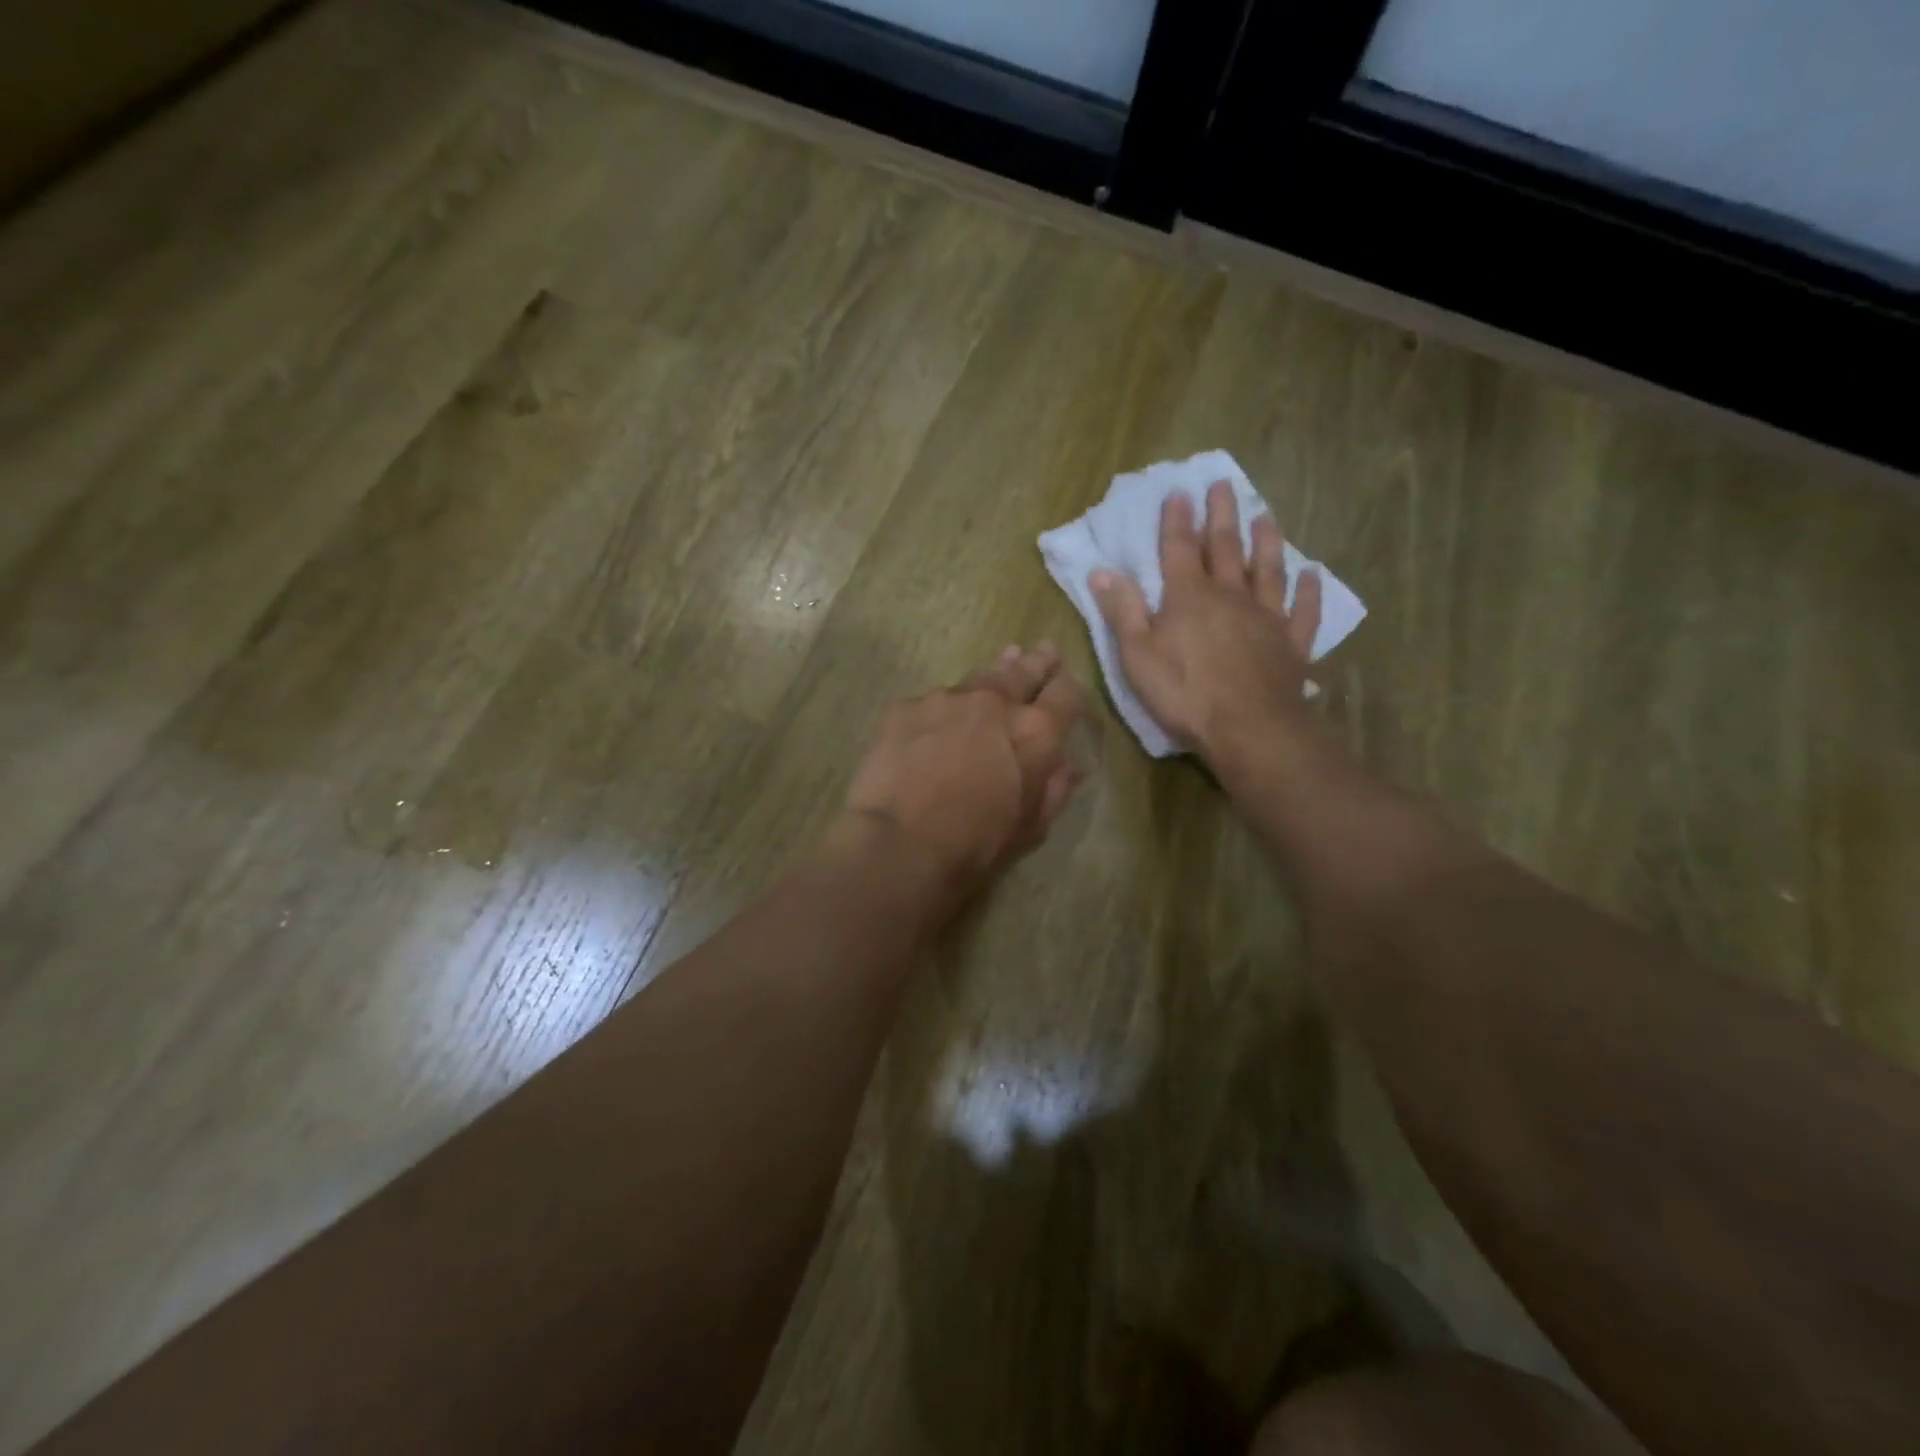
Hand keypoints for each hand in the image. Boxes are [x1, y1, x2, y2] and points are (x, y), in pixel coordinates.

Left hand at [840, 643, 1088, 906]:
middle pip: (1022, 671)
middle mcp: (995, 702)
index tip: (1067, 683)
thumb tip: (1070, 765)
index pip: (1065, 693)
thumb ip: (1055, 788)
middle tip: (1044, 650)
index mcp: (1036, 732)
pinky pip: (934, 701)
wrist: (901, 843)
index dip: (1070, 687)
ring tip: (1004, 660)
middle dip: (1037, 662)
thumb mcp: (1032, 826)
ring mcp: (947, 699)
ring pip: (978, 678)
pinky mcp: (907, 707)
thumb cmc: (977, 845)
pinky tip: (940, 715)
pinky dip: (945, 707)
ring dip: (994, 672)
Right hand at [1088, 480, 1321, 762]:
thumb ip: (1122, 611)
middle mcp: (1230, 597)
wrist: (1248, 728)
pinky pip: (1303, 611)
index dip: (1177, 520)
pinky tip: (1312, 575)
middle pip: (1225, 548)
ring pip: (1267, 570)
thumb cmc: (1184, 693)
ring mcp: (1266, 618)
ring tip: (1265, 516)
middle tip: (1224, 484)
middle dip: (1221, 515)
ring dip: (1265, 542)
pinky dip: (1309, 591)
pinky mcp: (1291, 644)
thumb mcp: (1137, 655)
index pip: (1179, 549)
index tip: (1179, 491)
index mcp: (1188, 598)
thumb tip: (1102, 571)